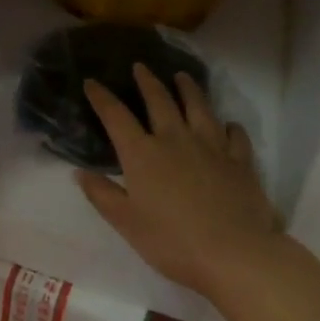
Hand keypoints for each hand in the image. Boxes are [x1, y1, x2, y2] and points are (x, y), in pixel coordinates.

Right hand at [76, 65, 279, 300]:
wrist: (234, 254)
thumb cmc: (172, 241)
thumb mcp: (126, 223)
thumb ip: (102, 195)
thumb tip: (80, 172)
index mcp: (143, 154)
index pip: (116, 116)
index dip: (102, 97)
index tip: (92, 82)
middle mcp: (175, 139)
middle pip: (159, 101)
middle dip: (147, 81)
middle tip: (141, 66)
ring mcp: (211, 147)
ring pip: (199, 107)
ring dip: (189, 89)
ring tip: (183, 77)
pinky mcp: (239, 161)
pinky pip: (235, 136)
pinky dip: (230, 126)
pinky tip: (228, 124)